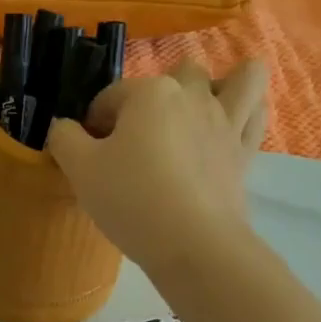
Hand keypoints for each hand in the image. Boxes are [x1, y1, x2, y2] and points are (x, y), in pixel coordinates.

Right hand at [46, 59, 268, 272]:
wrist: (191, 243)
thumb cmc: (130, 200)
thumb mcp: (80, 170)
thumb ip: (64, 139)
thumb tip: (64, 127)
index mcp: (149, 92)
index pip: (110, 97)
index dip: (92, 125)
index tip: (88, 157)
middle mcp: (192, 95)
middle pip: (171, 78)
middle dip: (152, 100)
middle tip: (136, 141)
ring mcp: (225, 120)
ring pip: (237, 78)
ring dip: (220, 84)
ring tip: (198, 111)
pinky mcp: (244, 150)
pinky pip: (256, 113)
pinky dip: (247, 110)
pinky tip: (230, 124)